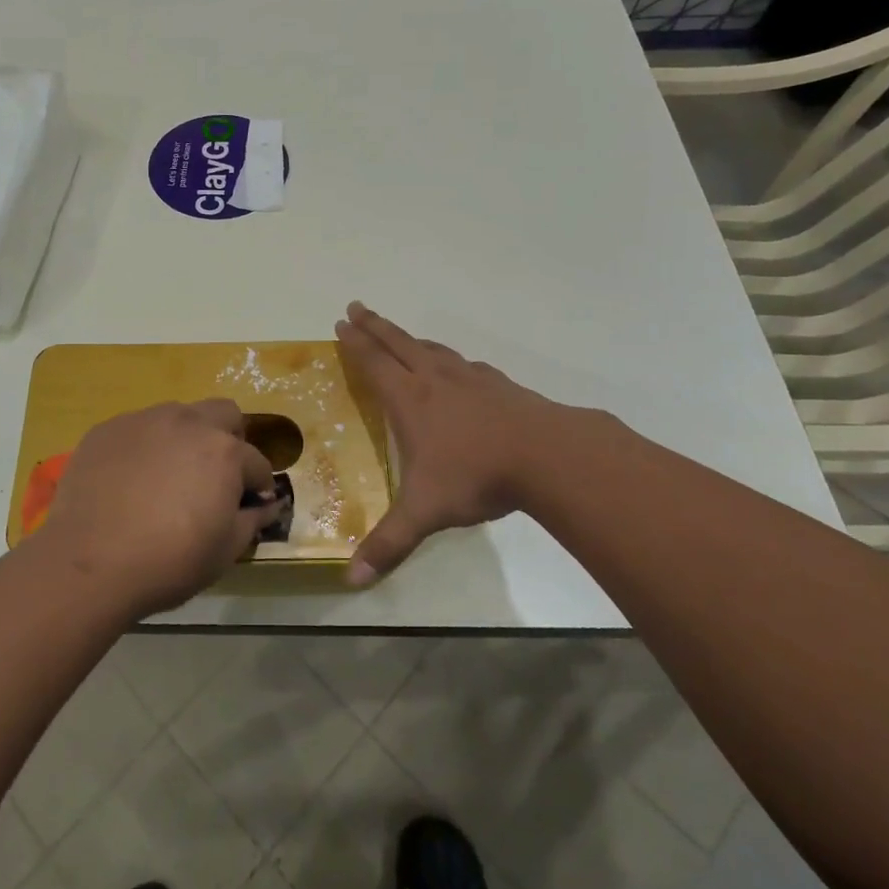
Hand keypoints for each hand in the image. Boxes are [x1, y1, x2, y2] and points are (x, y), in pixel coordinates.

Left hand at [33, 400, 279, 616]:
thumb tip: (269, 504)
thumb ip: (253, 520)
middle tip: (215, 476)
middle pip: (223, 414)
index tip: (250, 504)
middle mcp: (188, 423)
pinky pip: (137, 429)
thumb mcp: (225, 551)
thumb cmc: (168, 562)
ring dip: (185, 439)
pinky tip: (130, 481)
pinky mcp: (107, 429)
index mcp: (224, 452)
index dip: (257, 486)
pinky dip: (144, 448)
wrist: (89, 564)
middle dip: (229, 439)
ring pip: (178, 416)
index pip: (256, 462)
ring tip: (168, 477)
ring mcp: (144, 421)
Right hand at [336, 302, 600, 585]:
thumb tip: (351, 581)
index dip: (355, 343)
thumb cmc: (476, 476)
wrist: (547, 455)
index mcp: (410, 401)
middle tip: (356, 307)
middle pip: (398, 343)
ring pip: (433, 350)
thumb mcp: (425, 512)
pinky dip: (451, 360)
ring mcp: (471, 379)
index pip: (374, 363)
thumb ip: (389, 544)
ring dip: (411, 339)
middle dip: (375, 325)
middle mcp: (436, 380)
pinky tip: (459, 369)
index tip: (341, 322)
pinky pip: (466, 365)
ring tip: (402, 335)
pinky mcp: (501, 386)